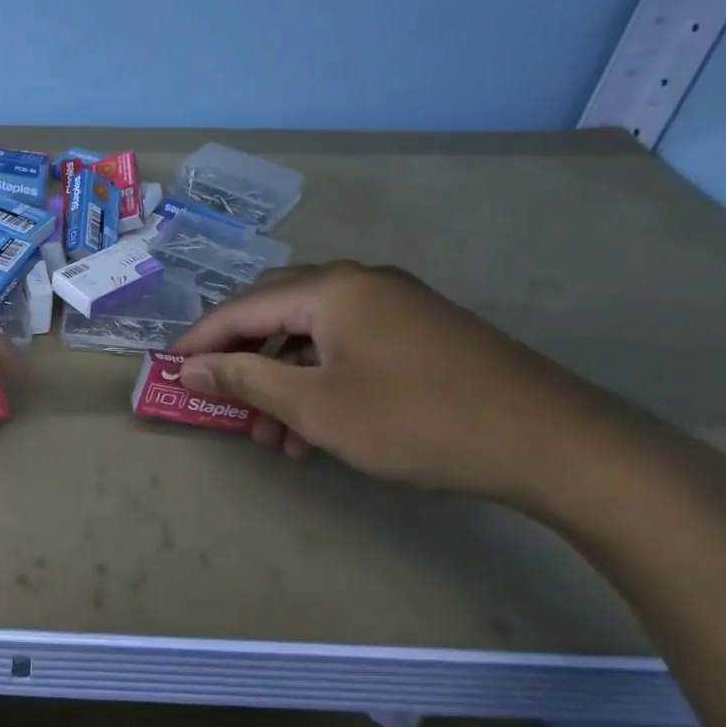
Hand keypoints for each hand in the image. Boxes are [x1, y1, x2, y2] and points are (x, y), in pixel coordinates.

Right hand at [171, 261, 675, 512]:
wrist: (556, 444)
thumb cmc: (416, 420)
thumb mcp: (315, 406)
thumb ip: (244, 379)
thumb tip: (189, 366)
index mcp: (330, 288)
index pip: (242, 307)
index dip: (200, 340)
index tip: (170, 368)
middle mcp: (359, 282)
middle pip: (275, 312)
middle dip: (243, 360)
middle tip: (222, 399)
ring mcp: (396, 304)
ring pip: (313, 335)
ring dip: (283, 379)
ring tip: (275, 437)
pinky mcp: (422, 331)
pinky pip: (349, 346)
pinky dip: (322, 380)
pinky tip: (320, 429)